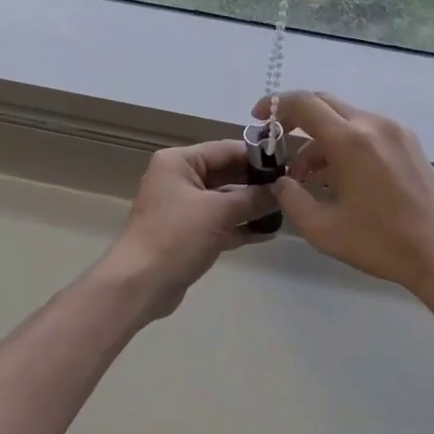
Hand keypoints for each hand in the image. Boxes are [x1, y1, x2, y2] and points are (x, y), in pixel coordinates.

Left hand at [105, 141, 275, 318]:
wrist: (141, 283)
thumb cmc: (176, 236)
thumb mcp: (218, 212)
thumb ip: (252, 198)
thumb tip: (282, 190)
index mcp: (179, 162)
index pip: (225, 149)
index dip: (257, 157)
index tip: (289, 164)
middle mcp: (179, 179)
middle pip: (226, 174)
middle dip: (257, 183)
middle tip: (292, 189)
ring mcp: (184, 208)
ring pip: (225, 200)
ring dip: (252, 206)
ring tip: (286, 210)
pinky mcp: (189, 234)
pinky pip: (221, 223)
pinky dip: (241, 226)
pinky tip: (269, 232)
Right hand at [251, 91, 433, 299]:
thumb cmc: (380, 243)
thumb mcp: (322, 229)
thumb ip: (292, 198)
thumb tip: (281, 181)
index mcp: (350, 140)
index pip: (303, 104)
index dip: (274, 106)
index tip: (258, 120)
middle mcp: (374, 124)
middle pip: (325, 103)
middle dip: (296, 119)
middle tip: (278, 144)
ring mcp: (396, 132)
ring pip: (346, 118)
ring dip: (321, 137)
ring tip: (309, 176)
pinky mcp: (410, 144)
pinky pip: (367, 130)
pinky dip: (345, 143)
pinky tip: (340, 177)